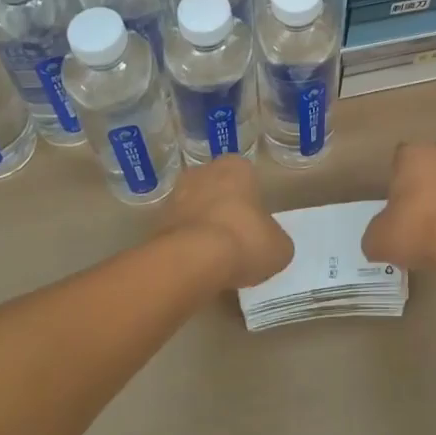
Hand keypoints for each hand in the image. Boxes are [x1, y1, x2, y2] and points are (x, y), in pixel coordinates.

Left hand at [161, 157, 292, 289]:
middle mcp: (202, 172)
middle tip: (235, 240)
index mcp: (235, 167)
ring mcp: (175, 196)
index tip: (254, 225)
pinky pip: (178, 233)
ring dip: (203, 228)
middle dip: (223, 210)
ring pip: (195, 210)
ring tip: (215, 259)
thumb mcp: (279, 246)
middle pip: (217, 190)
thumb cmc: (244, 240)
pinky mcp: (156, 223)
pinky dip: (186, 247)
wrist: (192, 260)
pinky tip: (196, 267)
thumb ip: (274, 239)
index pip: (246, 176)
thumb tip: (269, 245)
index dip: (251, 201)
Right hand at [363, 141, 435, 274]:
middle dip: (427, 182)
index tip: (398, 204)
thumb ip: (375, 234)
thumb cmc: (419, 229)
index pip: (400, 158)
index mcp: (413, 154)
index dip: (398, 180)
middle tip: (421, 213)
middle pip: (432, 162)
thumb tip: (377, 239)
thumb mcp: (379, 239)